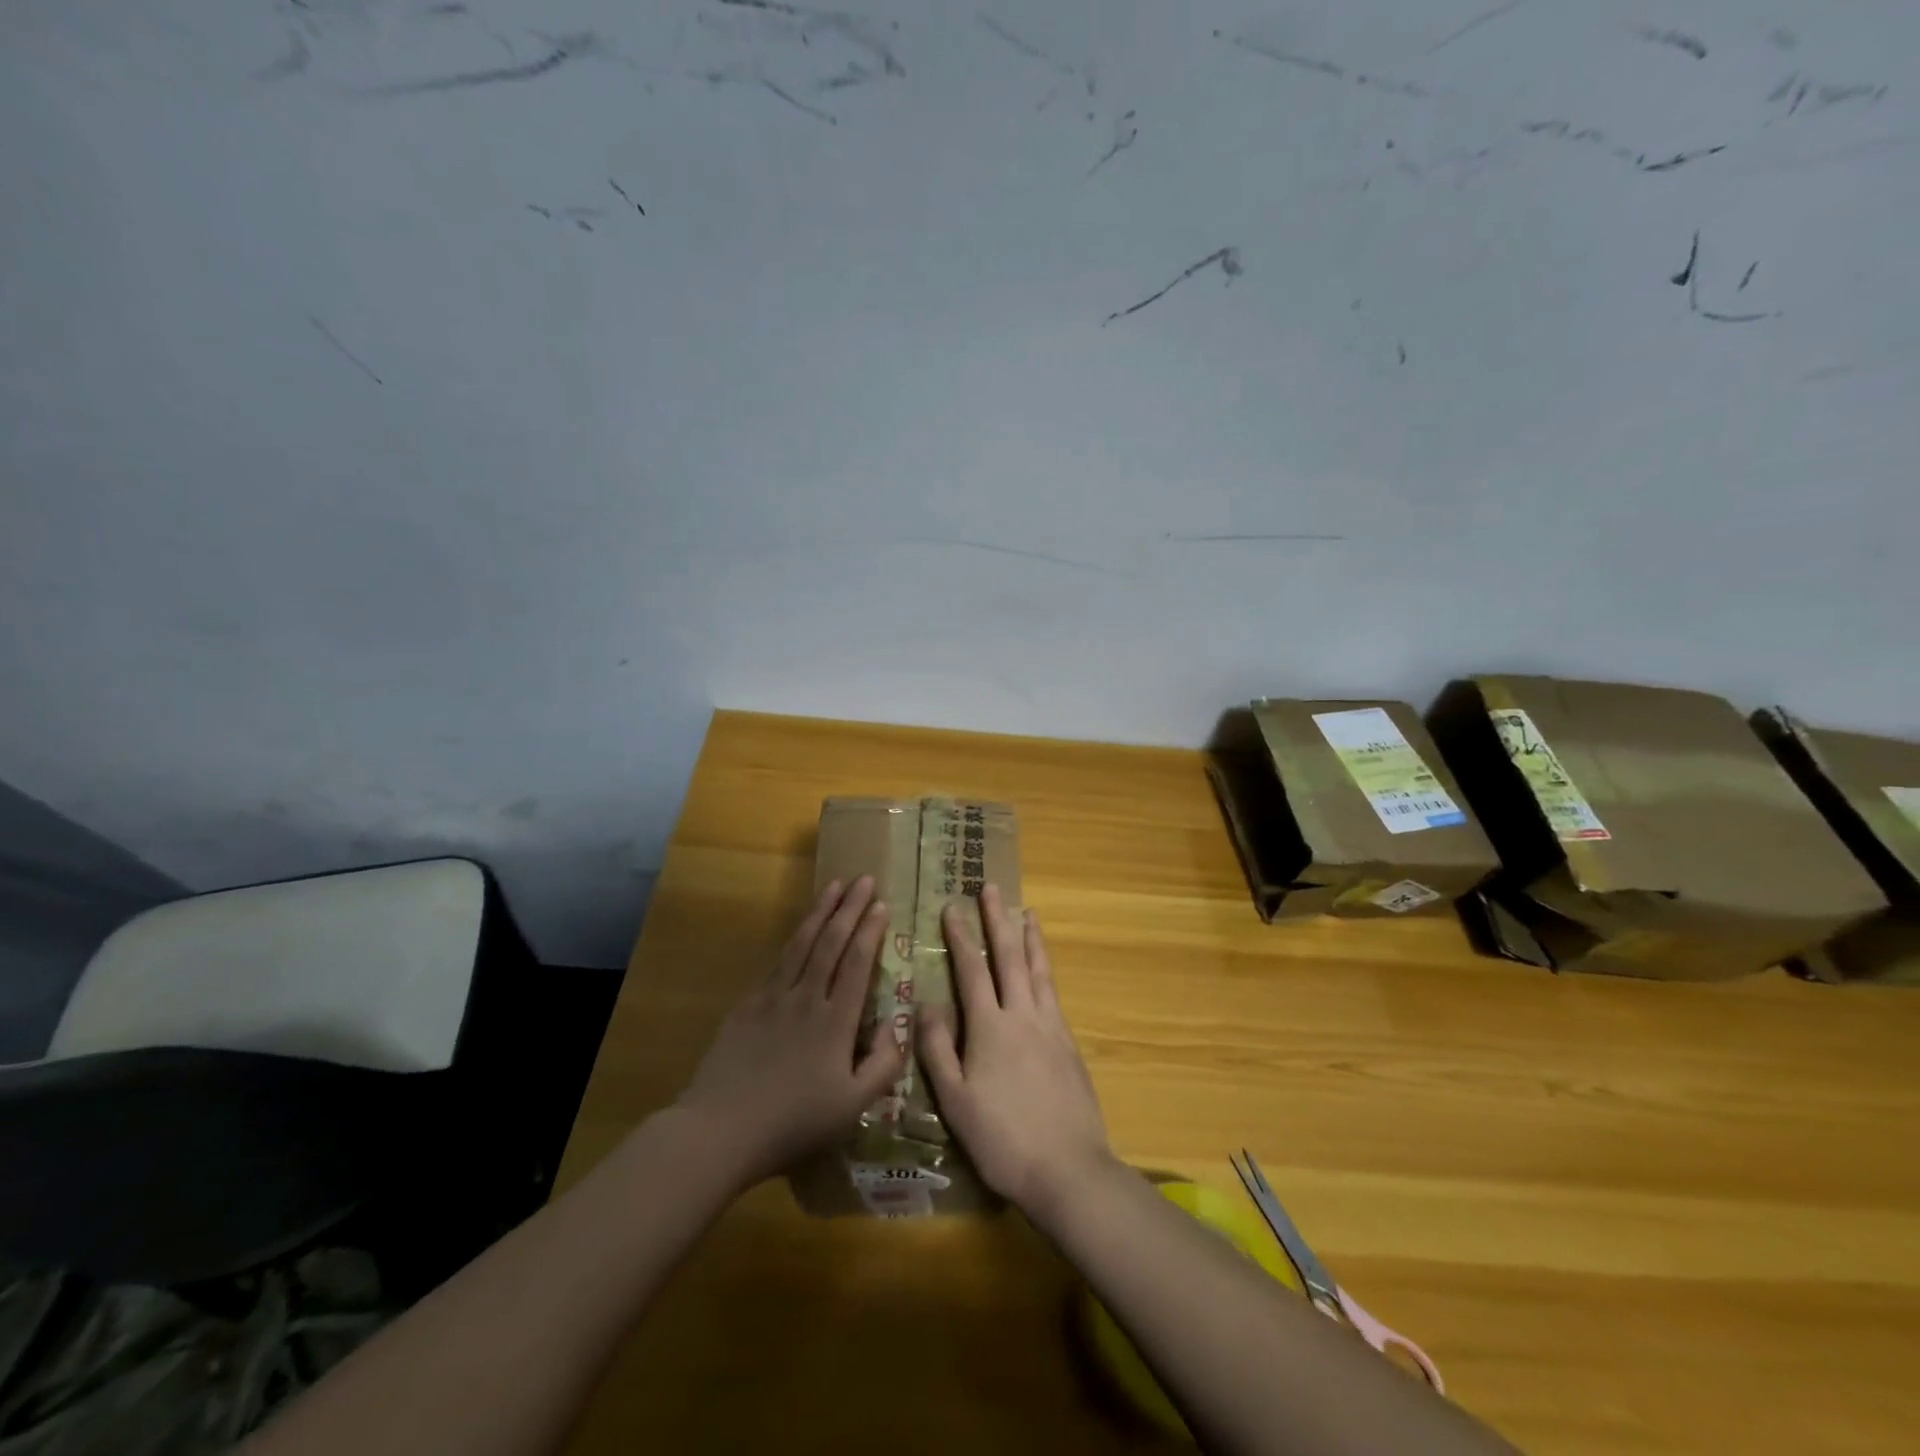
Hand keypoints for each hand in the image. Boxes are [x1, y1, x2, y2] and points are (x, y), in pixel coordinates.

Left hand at [674, 876, 905, 1188]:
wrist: (721, 1130)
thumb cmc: (793, 1123)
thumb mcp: (852, 1107)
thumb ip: (883, 1065)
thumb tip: (899, 1025)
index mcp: (836, 1021)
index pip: (857, 963)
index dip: (870, 931)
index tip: (881, 903)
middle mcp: (806, 998)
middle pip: (831, 943)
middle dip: (849, 908)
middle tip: (864, 879)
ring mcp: (773, 998)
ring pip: (801, 944)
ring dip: (820, 912)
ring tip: (834, 886)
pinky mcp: (747, 1005)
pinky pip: (775, 962)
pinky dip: (791, 939)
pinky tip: (798, 929)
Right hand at [918, 884, 1114, 1215]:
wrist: (1068, 1169)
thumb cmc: (1002, 1139)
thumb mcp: (955, 1101)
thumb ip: (939, 1049)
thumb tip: (927, 1003)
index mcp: (990, 1027)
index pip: (971, 970)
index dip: (960, 937)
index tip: (952, 907)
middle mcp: (1022, 1015)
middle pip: (1008, 957)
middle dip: (998, 920)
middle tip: (991, 889)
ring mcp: (1051, 1027)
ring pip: (1038, 970)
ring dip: (1030, 938)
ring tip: (1028, 912)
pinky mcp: (1070, 1044)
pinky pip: (1054, 992)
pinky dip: (1046, 969)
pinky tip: (1044, 969)